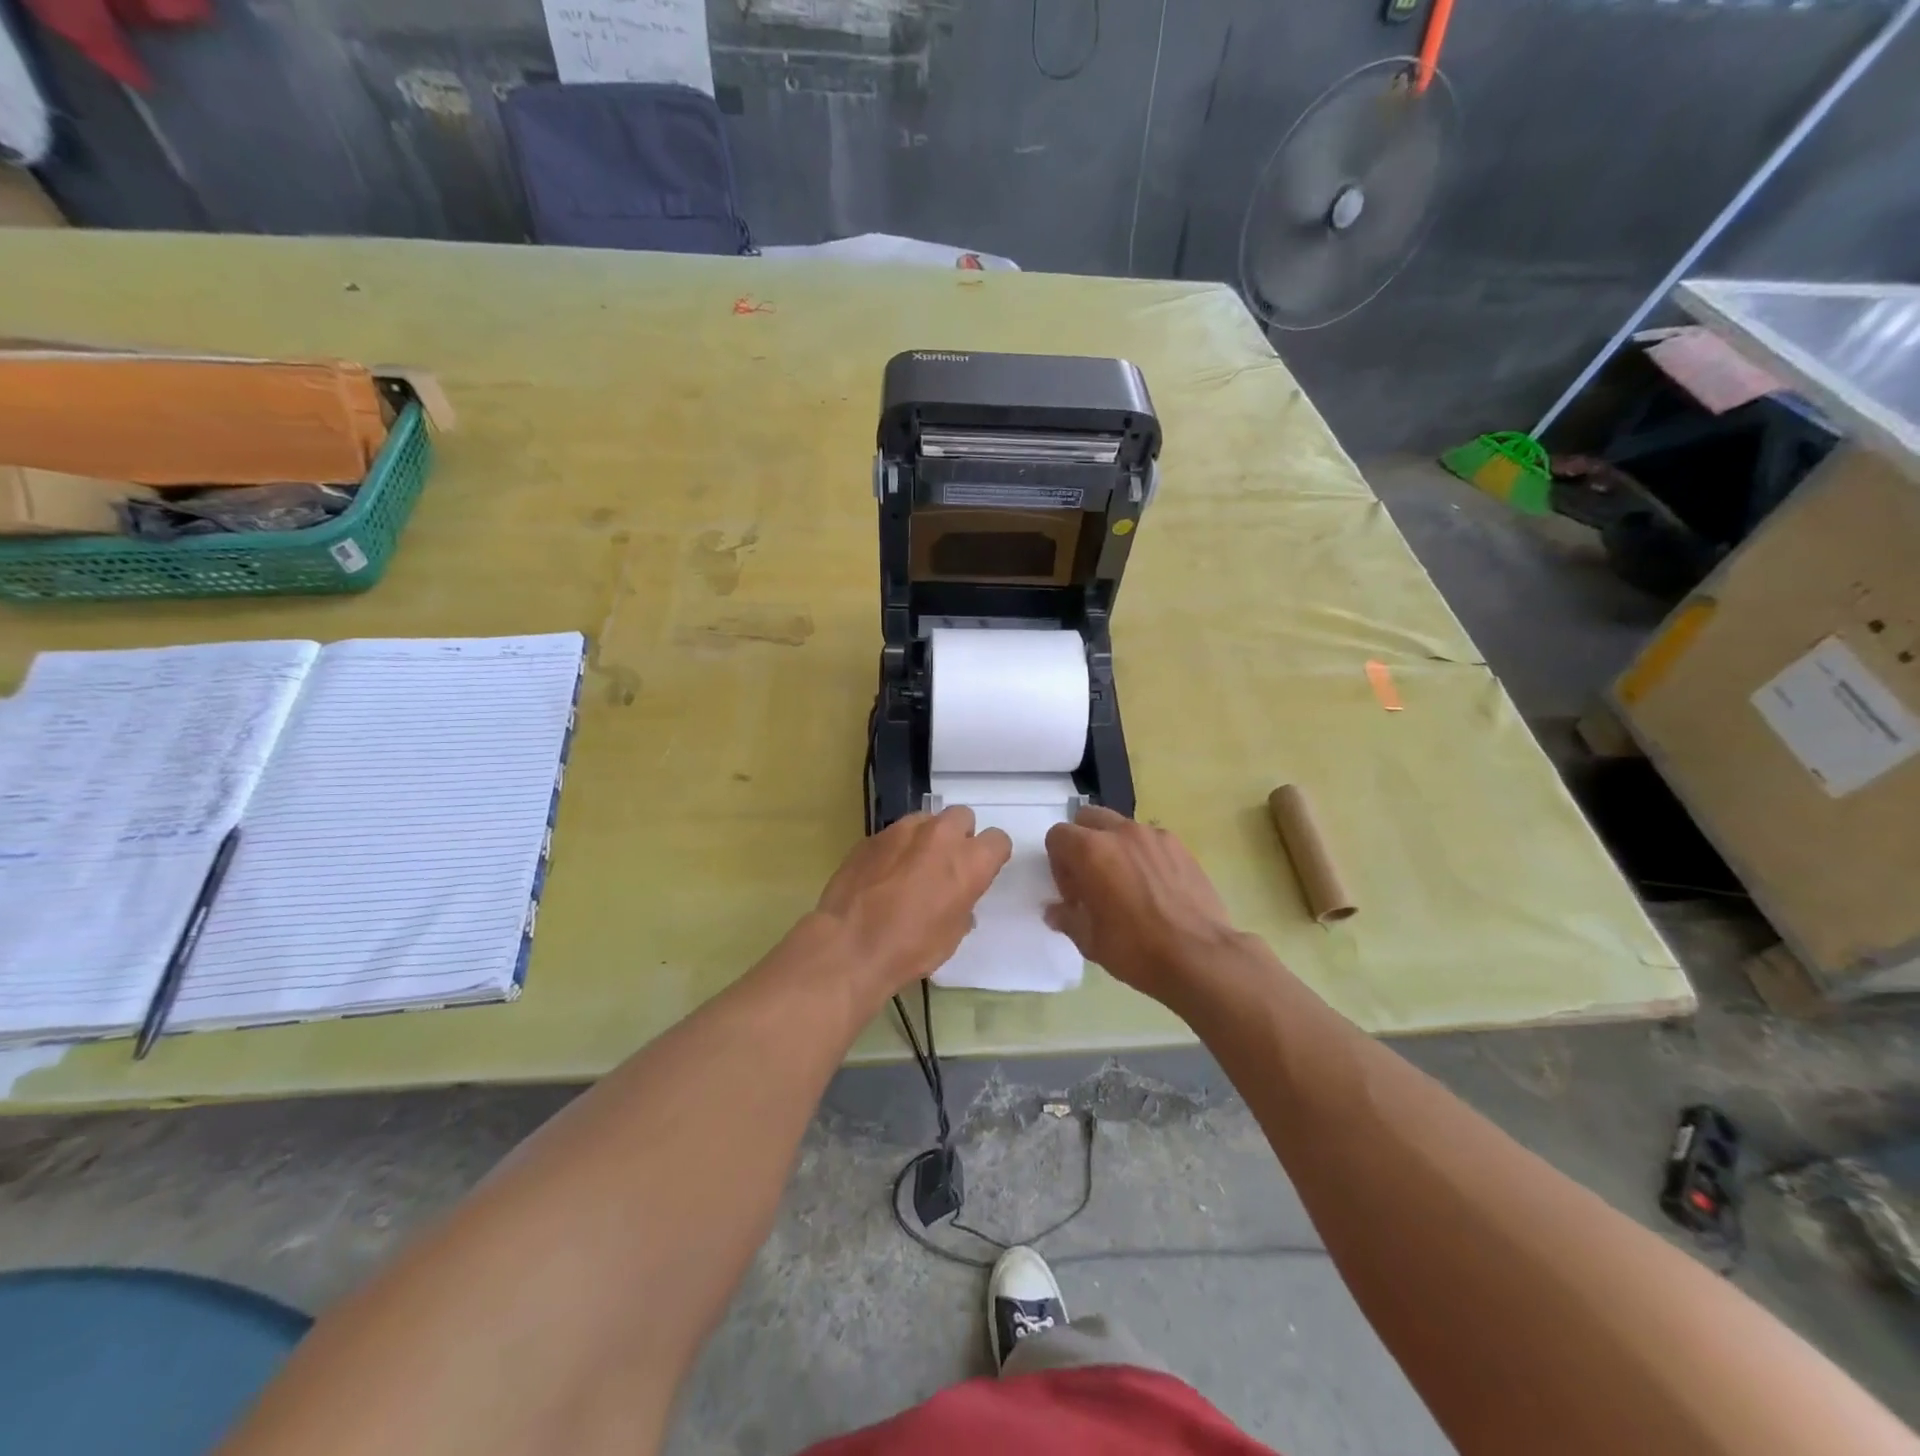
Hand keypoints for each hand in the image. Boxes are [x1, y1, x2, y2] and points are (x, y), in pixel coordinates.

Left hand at [815, 807, 1011, 997]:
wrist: (850, 946)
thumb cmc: (911, 948)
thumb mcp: (952, 934)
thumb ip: (963, 903)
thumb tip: (956, 899)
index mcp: (969, 862)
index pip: (998, 840)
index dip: (990, 855)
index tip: (980, 871)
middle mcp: (940, 836)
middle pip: (962, 816)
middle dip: (959, 835)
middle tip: (946, 864)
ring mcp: (902, 831)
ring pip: (926, 820)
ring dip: (925, 838)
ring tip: (911, 867)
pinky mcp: (872, 836)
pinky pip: (893, 834)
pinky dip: (895, 849)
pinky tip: (882, 875)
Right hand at [1044, 806, 1243, 1005]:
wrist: (1199, 956)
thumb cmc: (1135, 949)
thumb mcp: (1089, 940)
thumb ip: (1066, 917)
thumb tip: (1055, 911)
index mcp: (1091, 850)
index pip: (1058, 836)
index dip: (1058, 864)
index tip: (1072, 894)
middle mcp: (1121, 832)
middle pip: (1088, 819)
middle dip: (1083, 842)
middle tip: (1092, 880)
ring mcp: (1155, 836)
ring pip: (1121, 828)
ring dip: (1114, 847)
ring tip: (1126, 885)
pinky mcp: (1181, 847)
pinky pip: (1150, 841)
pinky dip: (1143, 855)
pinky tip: (1154, 889)